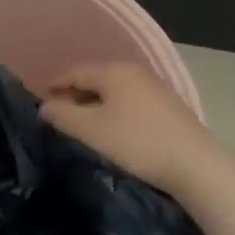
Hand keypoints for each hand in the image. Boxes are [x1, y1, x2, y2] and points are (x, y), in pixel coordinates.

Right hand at [40, 61, 222, 197]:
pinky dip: (115, 110)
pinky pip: (130, 101)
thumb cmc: (137, 143)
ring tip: (83, 126)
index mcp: (112, 70)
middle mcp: (133, 70)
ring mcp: (154, 86)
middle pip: (94, 78)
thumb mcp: (91, 131)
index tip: (40, 105)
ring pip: (113, 90)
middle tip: (58, 117)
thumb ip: (62, 116)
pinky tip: (113, 130)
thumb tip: (44, 107)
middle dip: (74, 95)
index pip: (73, 72)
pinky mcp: (167, 104)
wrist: (195, 164)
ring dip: (95, 104)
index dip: (53, 87)